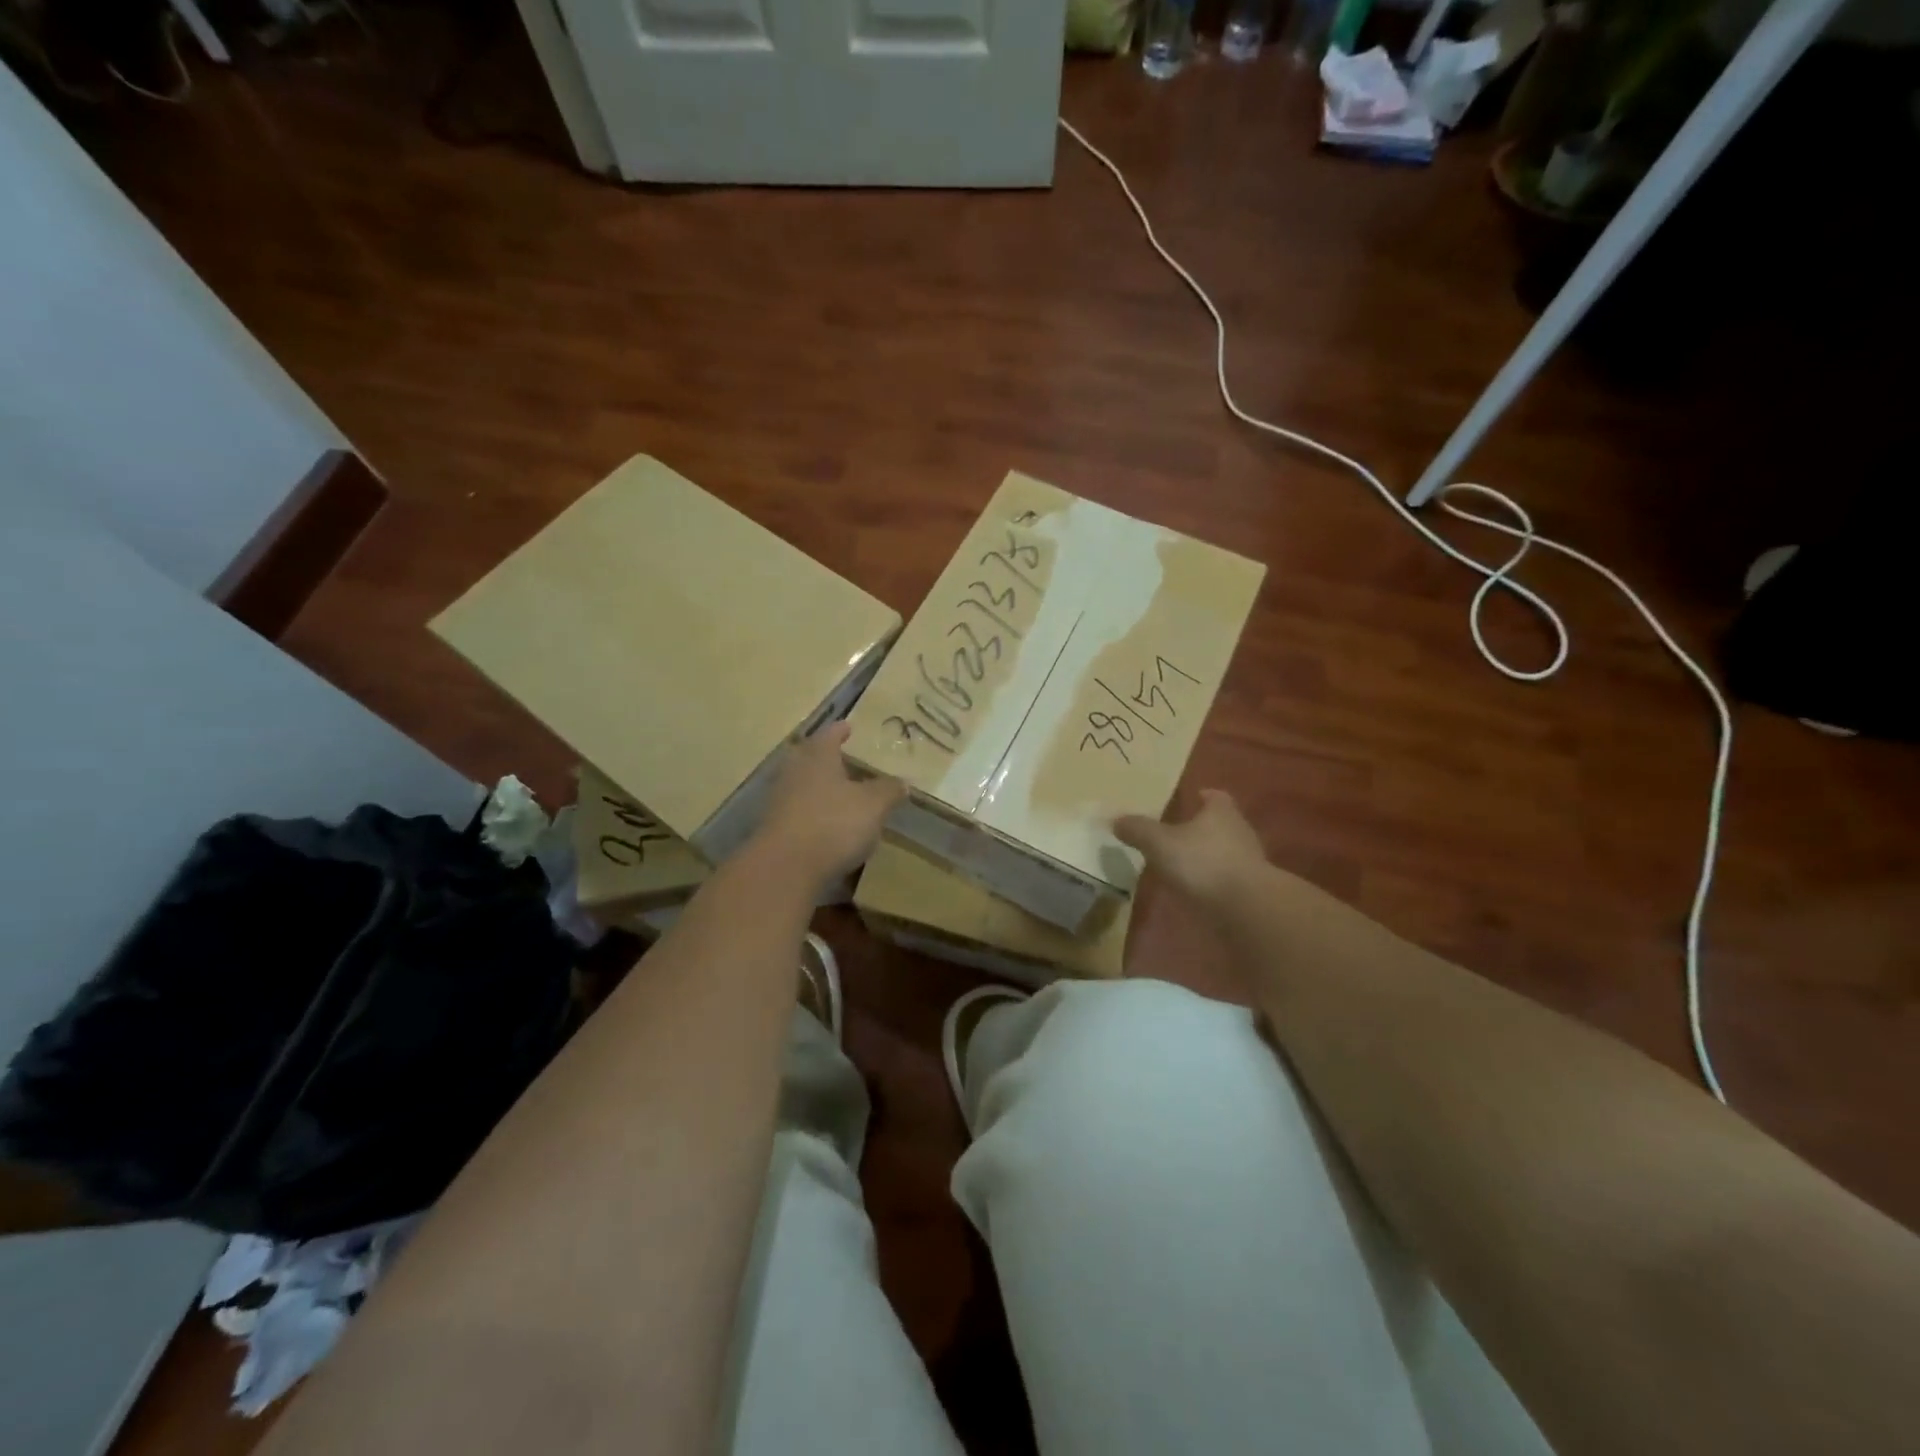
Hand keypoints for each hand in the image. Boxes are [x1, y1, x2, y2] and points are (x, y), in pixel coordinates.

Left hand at [753, 722, 904, 887]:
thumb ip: (889, 790)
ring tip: (840, 794)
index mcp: (818, 756)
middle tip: (844, 759)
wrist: (785, 868)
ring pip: (802, 785)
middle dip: (826, 758)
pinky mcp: (774, 829)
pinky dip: (812, 813)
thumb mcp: (873, 805)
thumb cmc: (833, 823)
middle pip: (810, 757)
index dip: (841, 730)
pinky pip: (798, 812)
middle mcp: (794, 772)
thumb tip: (903, 781)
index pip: (830, 734)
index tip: (849, 726)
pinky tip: (827, 825)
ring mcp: (779, 801)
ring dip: (819, 787)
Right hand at [1115, 789, 1266, 908]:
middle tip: (1178, 831)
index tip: (1192, 798)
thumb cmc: (1202, 863)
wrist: (1246, 908)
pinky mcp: (1252, 889)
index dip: (1203, 796)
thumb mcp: (1160, 843)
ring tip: (1183, 862)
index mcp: (1221, 812)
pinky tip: (1196, 888)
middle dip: (1203, 826)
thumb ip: (1138, 830)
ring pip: (1226, 850)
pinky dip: (1213, 879)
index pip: (1215, 796)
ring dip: (1208, 854)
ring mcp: (1249, 862)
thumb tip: (1115, 818)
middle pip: (1222, 822)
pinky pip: (1228, 877)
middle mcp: (1240, 831)